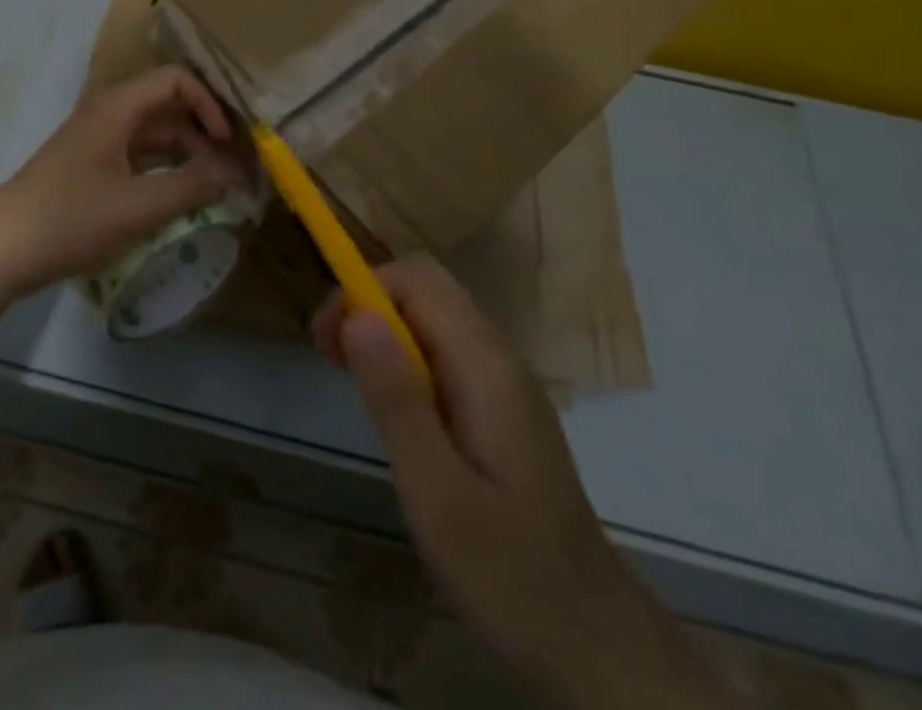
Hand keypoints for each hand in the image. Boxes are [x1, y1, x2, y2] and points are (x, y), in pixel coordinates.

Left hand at [0, 66, 245, 300]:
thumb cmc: (70, 218)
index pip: (176, 80)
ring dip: (188, 156)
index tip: (228, 141)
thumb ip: (192, 186)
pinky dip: (166, 173)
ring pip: (156, 137)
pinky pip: (140, 159)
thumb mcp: (138, 206)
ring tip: (218, 188)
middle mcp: (110, 115)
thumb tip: (234, 171)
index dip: (208, 104)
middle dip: (205, 134)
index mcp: (118, 107)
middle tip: (236, 169)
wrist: (1, 249)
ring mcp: (99, 142)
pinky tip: (184, 200)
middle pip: (169, 109)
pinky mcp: (93, 169)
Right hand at [314, 256, 731, 707]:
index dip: (363, 290)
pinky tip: (394, 410)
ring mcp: (506, 383)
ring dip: (385, 330)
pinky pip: (447, 353)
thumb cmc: (509, 572)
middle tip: (332, 355)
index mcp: (485, 365)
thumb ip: (396, 399)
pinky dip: (407, 358)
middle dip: (369, 303)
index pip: (417, 279)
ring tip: (352, 378)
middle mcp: (499, 358)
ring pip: (435, 318)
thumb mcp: (436, 492)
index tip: (326, 339)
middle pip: (427, 288)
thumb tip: (357, 316)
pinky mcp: (503, 410)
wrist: (595, 641)